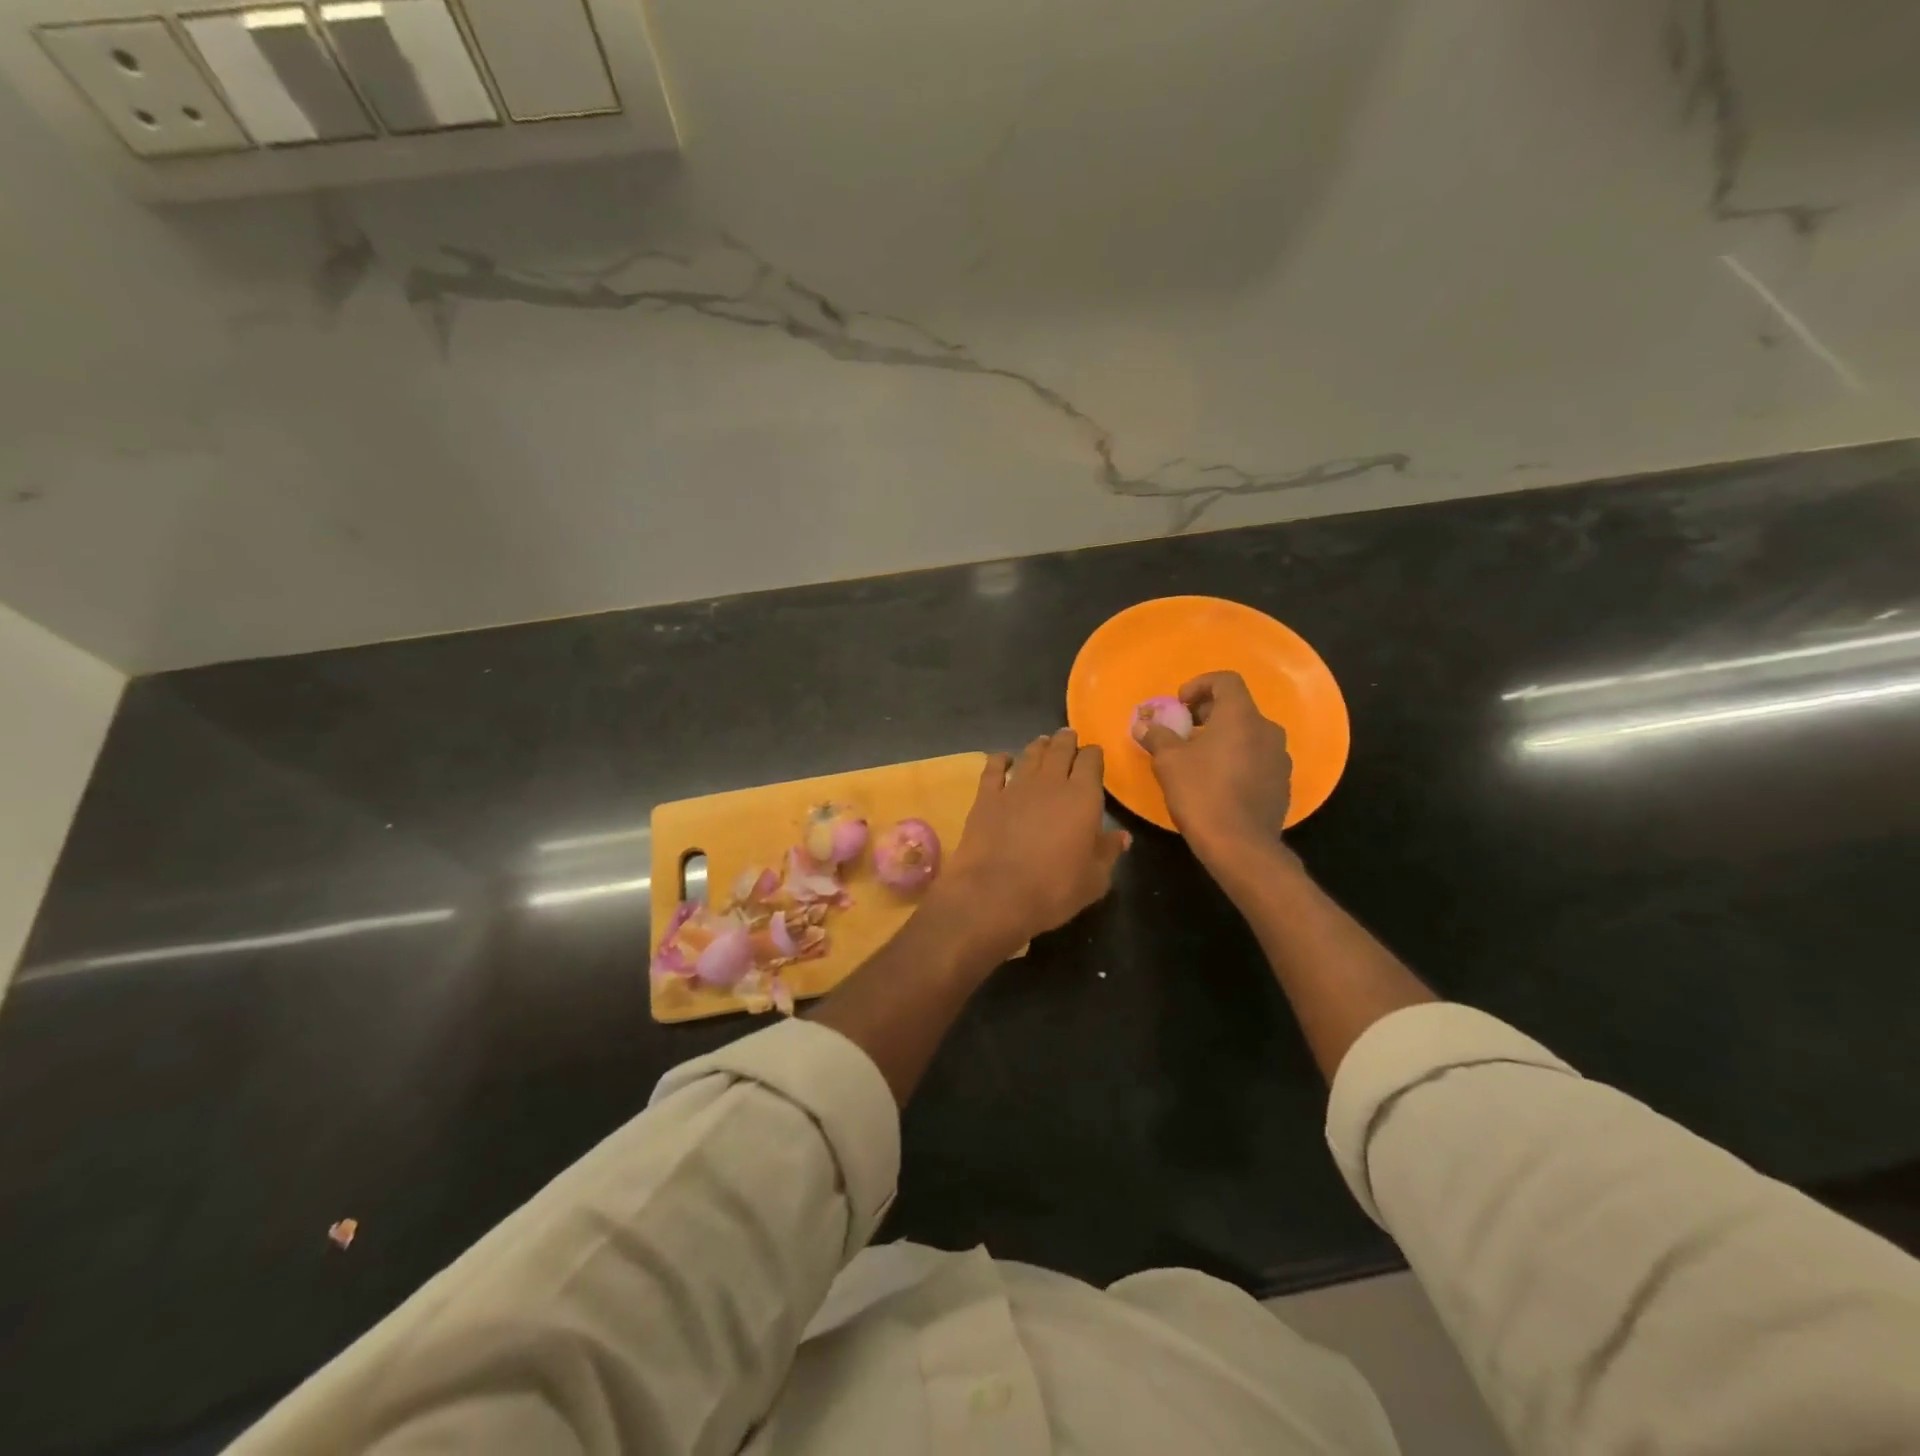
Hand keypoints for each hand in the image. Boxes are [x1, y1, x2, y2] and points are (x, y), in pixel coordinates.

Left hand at [934, 730, 1129, 957]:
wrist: (996, 894)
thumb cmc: (1054, 890)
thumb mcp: (1094, 879)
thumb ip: (1108, 852)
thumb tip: (1122, 836)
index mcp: (1082, 797)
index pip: (1091, 762)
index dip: (1093, 755)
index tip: (1094, 754)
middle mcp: (1050, 783)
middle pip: (1060, 749)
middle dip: (1067, 741)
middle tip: (1069, 736)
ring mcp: (1015, 786)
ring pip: (1030, 754)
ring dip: (1039, 746)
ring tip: (1043, 742)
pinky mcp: (987, 797)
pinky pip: (994, 768)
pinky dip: (1000, 760)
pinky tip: (1003, 758)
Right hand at [1137, 671, 1291, 855]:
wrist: (1240, 845)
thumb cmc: (1201, 793)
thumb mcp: (1168, 761)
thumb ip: (1156, 736)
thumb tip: (1143, 724)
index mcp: (1241, 716)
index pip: (1225, 680)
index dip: (1199, 685)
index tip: (1178, 703)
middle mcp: (1267, 730)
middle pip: (1237, 708)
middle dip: (1207, 713)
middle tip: (1182, 730)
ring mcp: (1279, 758)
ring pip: (1248, 735)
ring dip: (1222, 738)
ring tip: (1197, 758)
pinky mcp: (1281, 783)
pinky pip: (1257, 759)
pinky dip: (1236, 759)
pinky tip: (1217, 782)